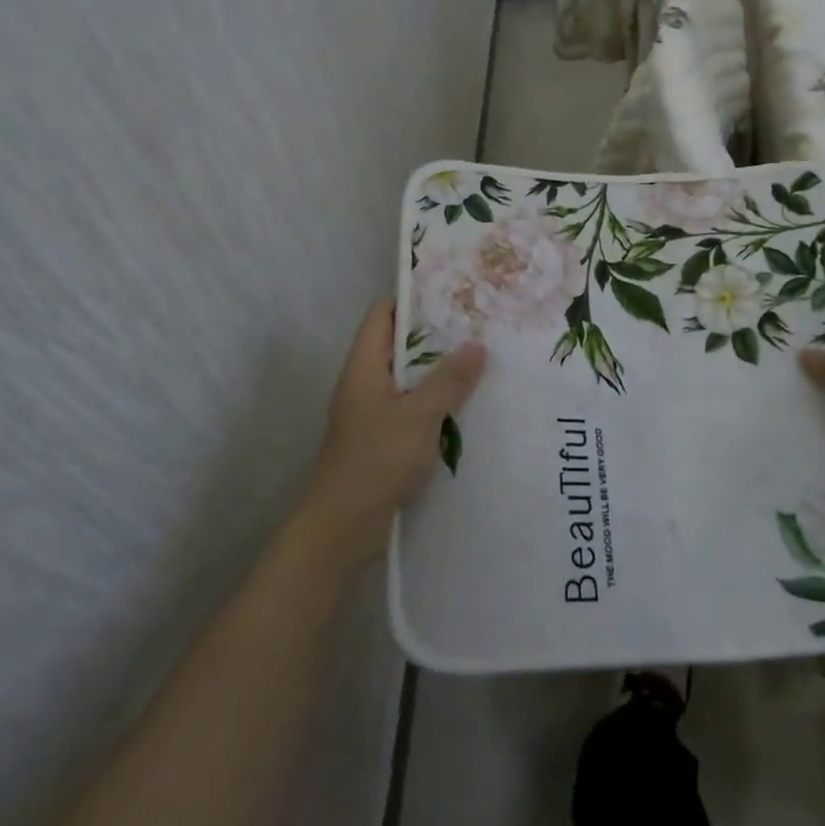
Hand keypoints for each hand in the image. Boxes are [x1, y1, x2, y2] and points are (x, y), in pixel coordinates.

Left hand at [295, 300, 485, 571]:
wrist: (341, 530)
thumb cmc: (375, 462)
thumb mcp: (419, 416)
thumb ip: (449, 380)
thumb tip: (477, 344)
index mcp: (364, 368)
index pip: (382, 315)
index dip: (413, 300)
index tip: (452, 294)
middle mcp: (365, 384)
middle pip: (399, 347)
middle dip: (437, 338)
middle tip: (479, 328)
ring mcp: (372, 415)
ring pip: (409, 381)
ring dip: (440, 374)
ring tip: (483, 363)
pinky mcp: (382, 442)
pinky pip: (413, 411)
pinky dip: (436, 405)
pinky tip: (469, 409)